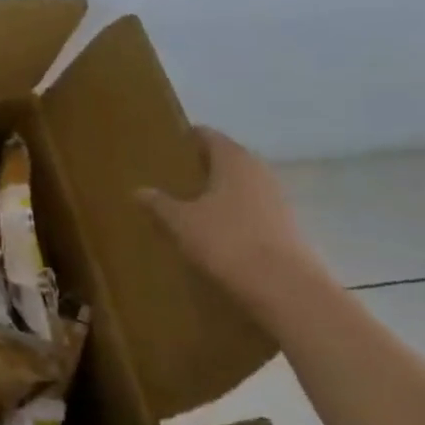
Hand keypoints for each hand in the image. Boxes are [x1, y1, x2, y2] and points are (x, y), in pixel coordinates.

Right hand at [137, 128, 329, 300]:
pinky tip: (212, 230)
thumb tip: (140, 190)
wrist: (284, 289)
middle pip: (227, 159)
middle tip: (170, 175)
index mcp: (234, 160)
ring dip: (217, 191)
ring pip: (240, 185)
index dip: (188, 137)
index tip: (166, 145)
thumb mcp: (181, 222)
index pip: (209, 136)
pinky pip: (250, 210)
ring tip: (187, 203)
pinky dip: (231, 213)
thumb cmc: (227, 242)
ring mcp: (277, 200)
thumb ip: (159, 203)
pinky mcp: (284, 227)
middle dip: (201, 165)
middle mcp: (259, 172)